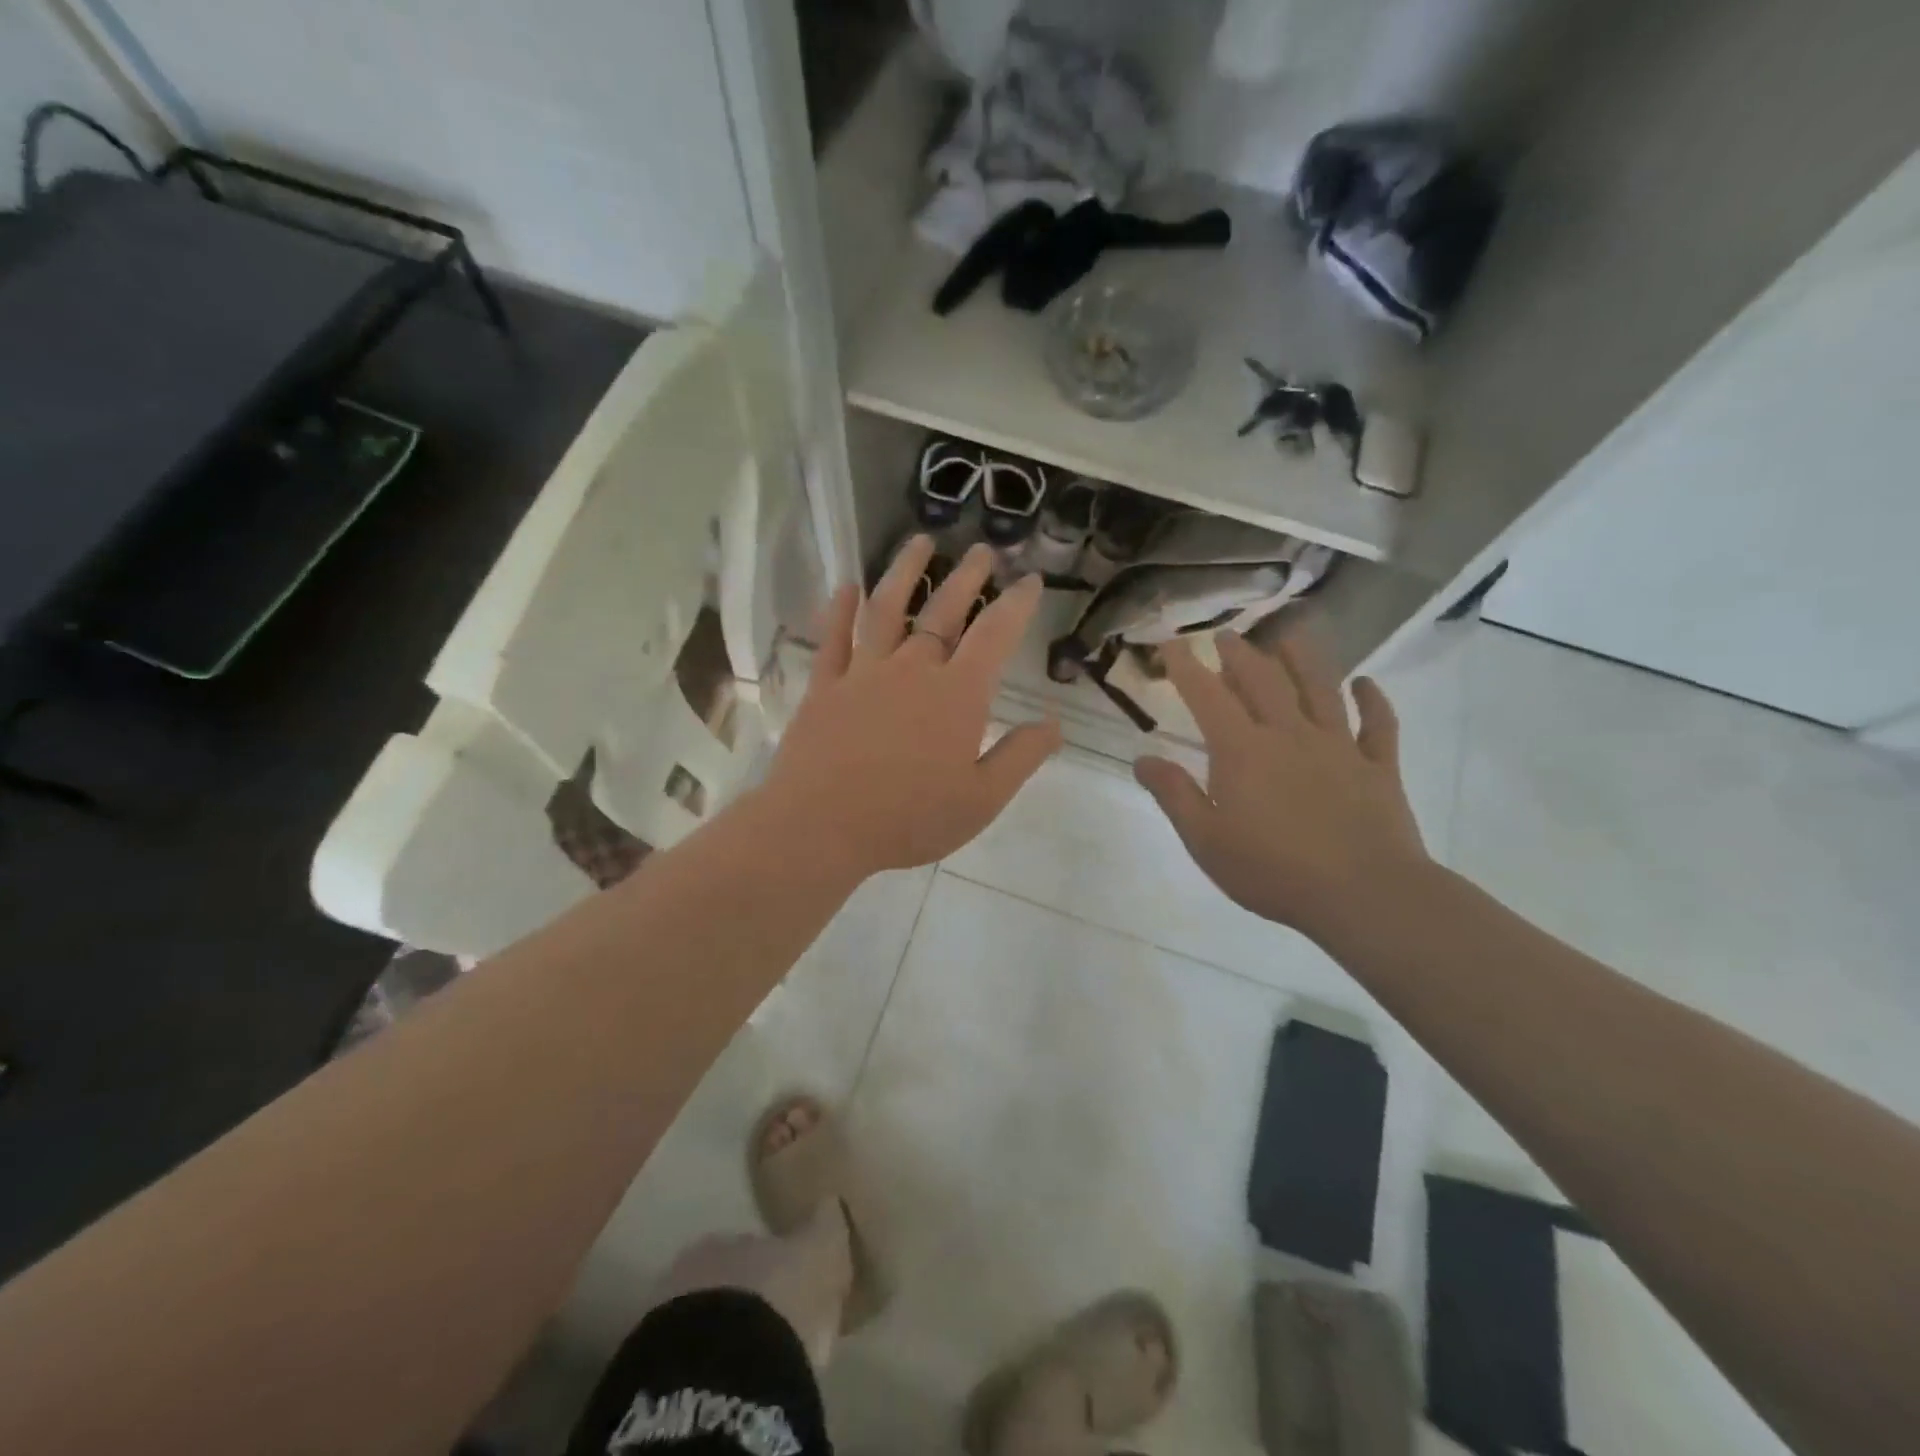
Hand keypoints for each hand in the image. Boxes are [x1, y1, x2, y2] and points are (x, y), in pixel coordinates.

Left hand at [761, 536, 1062, 877]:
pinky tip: (847, 587)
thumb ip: (1020, 757)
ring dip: (905, 572)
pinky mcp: (825, 686)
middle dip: (968, 577)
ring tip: (920, 542)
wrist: (821, 827)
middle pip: (944, 611)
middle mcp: (913, 669)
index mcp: (957, 694)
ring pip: (887, 609)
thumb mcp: (981, 799)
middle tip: (982, 551)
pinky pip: (834, 639)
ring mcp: (864, 673)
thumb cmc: (909, 818)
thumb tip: (1055, 723)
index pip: (995, 635)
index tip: (1030, 581)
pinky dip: (841, 610)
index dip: (1016, 604)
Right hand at [1134, 633, 1428, 943]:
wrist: (1362, 894)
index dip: (1186, 667)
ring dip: (1303, 658)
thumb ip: (1174, 795)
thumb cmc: (1273, 871)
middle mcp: (1289, 735)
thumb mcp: (1206, 840)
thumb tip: (1143, 758)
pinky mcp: (1378, 766)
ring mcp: (1339, 747)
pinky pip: (1378, 724)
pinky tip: (1366, 683)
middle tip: (1226, 635)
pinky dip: (1373, 700)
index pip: (1208, 696)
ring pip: (1320, 688)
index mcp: (1243, 750)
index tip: (1171, 644)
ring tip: (1291, 633)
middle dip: (1240, 654)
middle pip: (1263, 680)